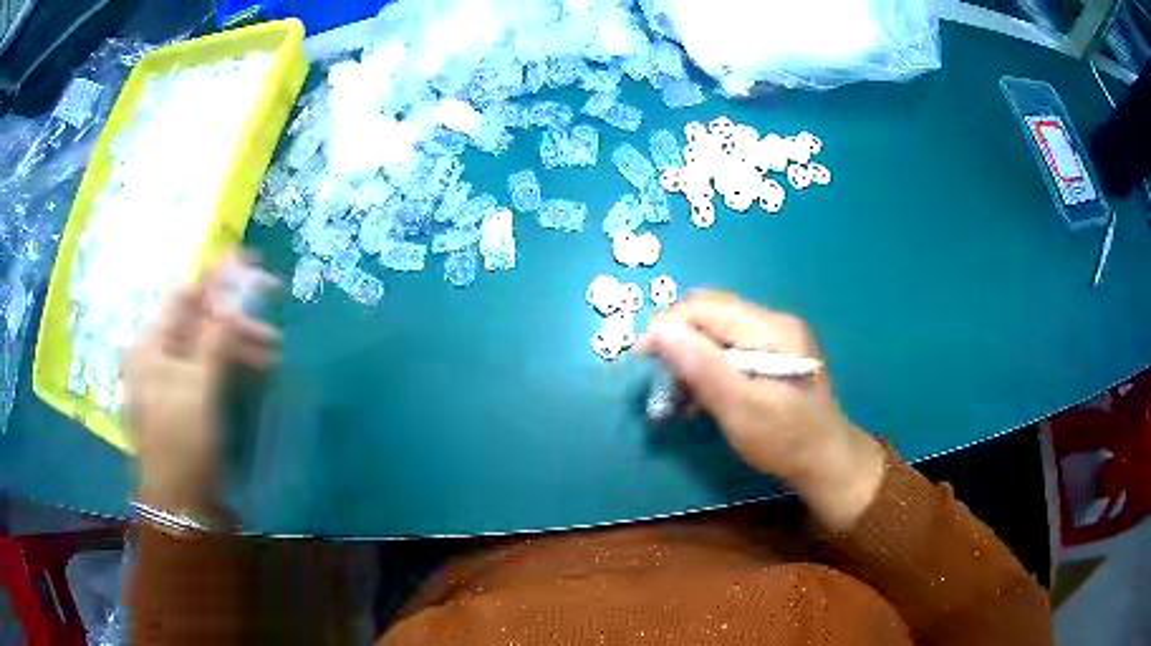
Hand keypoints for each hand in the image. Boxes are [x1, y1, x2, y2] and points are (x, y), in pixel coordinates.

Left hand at [122, 255, 278, 519]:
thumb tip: (234, 291)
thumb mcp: (199, 388)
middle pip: (196, 321)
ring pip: (204, 345)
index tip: (249, 263)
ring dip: (236, 342)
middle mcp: (155, 356)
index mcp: (149, 346)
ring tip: (271, 350)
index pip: (183, 296)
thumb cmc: (183, 444)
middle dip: (233, 316)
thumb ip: (215, 336)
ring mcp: (168, 379)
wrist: (181, 507)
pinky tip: (253, 367)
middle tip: (270, 311)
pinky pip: (206, 369)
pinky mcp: (183, 400)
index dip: (216, 277)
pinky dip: (229, 364)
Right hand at [636, 292, 885, 529]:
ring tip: (675, 391)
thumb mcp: (740, 408)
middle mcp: (773, 322)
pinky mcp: (772, 354)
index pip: (706, 307)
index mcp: (771, 329)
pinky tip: (698, 394)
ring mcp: (775, 337)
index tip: (640, 357)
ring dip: (690, 354)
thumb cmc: (785, 439)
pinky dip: (707, 366)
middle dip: (677, 338)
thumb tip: (658, 330)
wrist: (826, 462)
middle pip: (710, 313)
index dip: (667, 325)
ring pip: (716, 330)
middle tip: (658, 375)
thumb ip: (701, 367)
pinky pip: (729, 347)